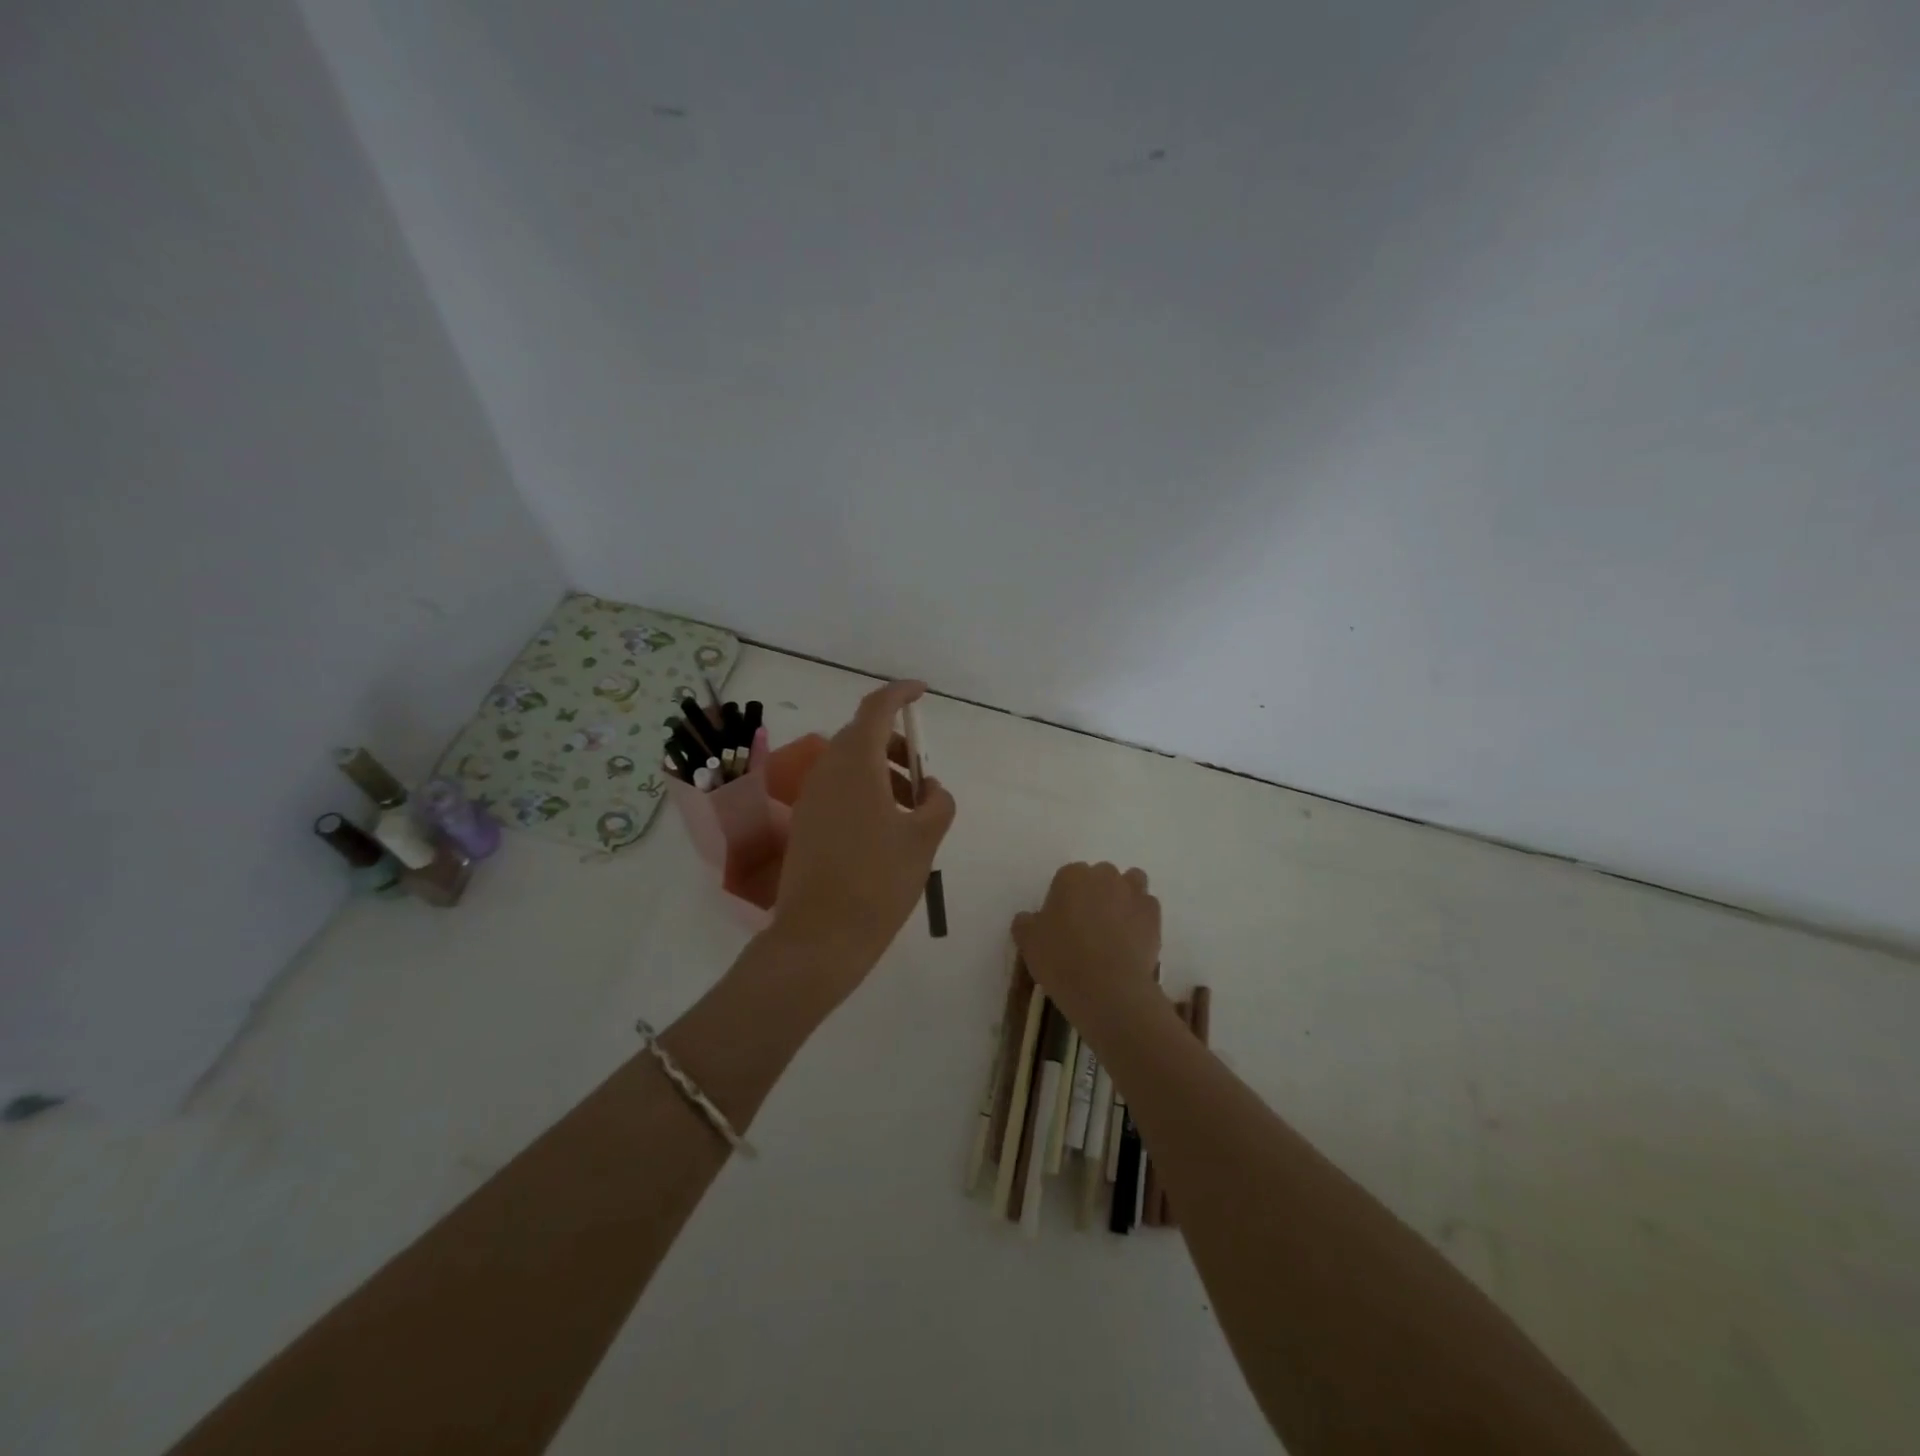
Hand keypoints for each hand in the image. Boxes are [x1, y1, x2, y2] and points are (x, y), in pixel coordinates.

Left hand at [770, 680, 956, 1004]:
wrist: (820, 937)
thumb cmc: (878, 882)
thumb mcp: (924, 840)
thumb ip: (937, 803)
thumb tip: (930, 789)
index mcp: (855, 765)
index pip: (876, 709)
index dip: (900, 693)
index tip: (922, 692)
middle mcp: (827, 772)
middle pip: (861, 737)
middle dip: (895, 746)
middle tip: (922, 778)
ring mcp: (811, 799)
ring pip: (850, 765)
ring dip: (882, 773)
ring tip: (912, 812)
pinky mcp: (806, 824)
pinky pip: (839, 790)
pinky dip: (866, 793)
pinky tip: (886, 830)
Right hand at [1013, 862, 1162, 1034]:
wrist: (1108, 989)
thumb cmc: (1061, 960)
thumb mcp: (1028, 943)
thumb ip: (1026, 923)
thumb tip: (1028, 918)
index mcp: (1071, 876)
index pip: (1066, 877)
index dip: (1064, 899)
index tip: (1061, 922)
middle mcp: (1104, 876)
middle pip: (1100, 876)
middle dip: (1096, 893)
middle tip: (1087, 924)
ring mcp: (1133, 893)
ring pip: (1130, 883)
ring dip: (1124, 896)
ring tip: (1115, 926)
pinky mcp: (1154, 915)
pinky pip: (1147, 907)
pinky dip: (1141, 917)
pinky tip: (1133, 938)